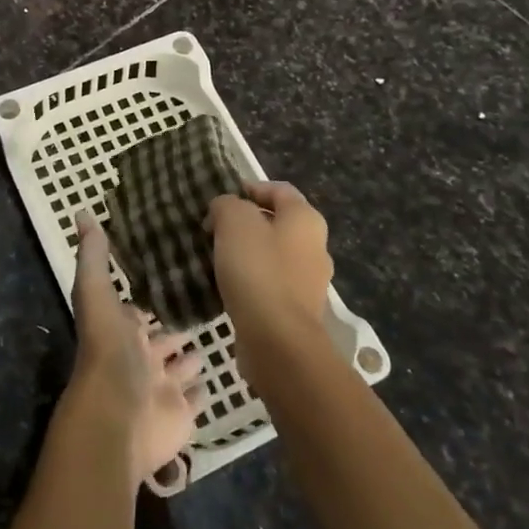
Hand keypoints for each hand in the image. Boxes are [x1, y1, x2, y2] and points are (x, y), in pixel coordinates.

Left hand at [65, 213, 204, 488]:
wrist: (119, 418)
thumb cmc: (108, 352)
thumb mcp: (96, 293)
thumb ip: (94, 256)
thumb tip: (81, 211)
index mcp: (120, 331)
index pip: (137, 309)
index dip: (151, 294)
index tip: (174, 271)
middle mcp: (139, 358)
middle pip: (160, 338)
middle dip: (176, 323)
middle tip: (205, 301)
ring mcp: (160, 388)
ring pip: (178, 367)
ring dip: (191, 354)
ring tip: (217, 331)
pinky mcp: (180, 413)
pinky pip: (193, 398)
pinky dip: (201, 388)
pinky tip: (216, 373)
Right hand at [206, 181, 333, 349]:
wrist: (277, 339)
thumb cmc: (258, 270)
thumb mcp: (234, 221)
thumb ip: (227, 204)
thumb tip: (225, 209)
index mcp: (306, 218)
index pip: (278, 189)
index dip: (249, 188)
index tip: (219, 200)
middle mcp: (315, 246)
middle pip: (276, 223)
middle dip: (245, 223)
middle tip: (213, 229)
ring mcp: (310, 281)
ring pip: (273, 254)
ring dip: (246, 253)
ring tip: (215, 258)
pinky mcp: (298, 309)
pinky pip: (271, 283)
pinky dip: (251, 280)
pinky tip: (228, 286)